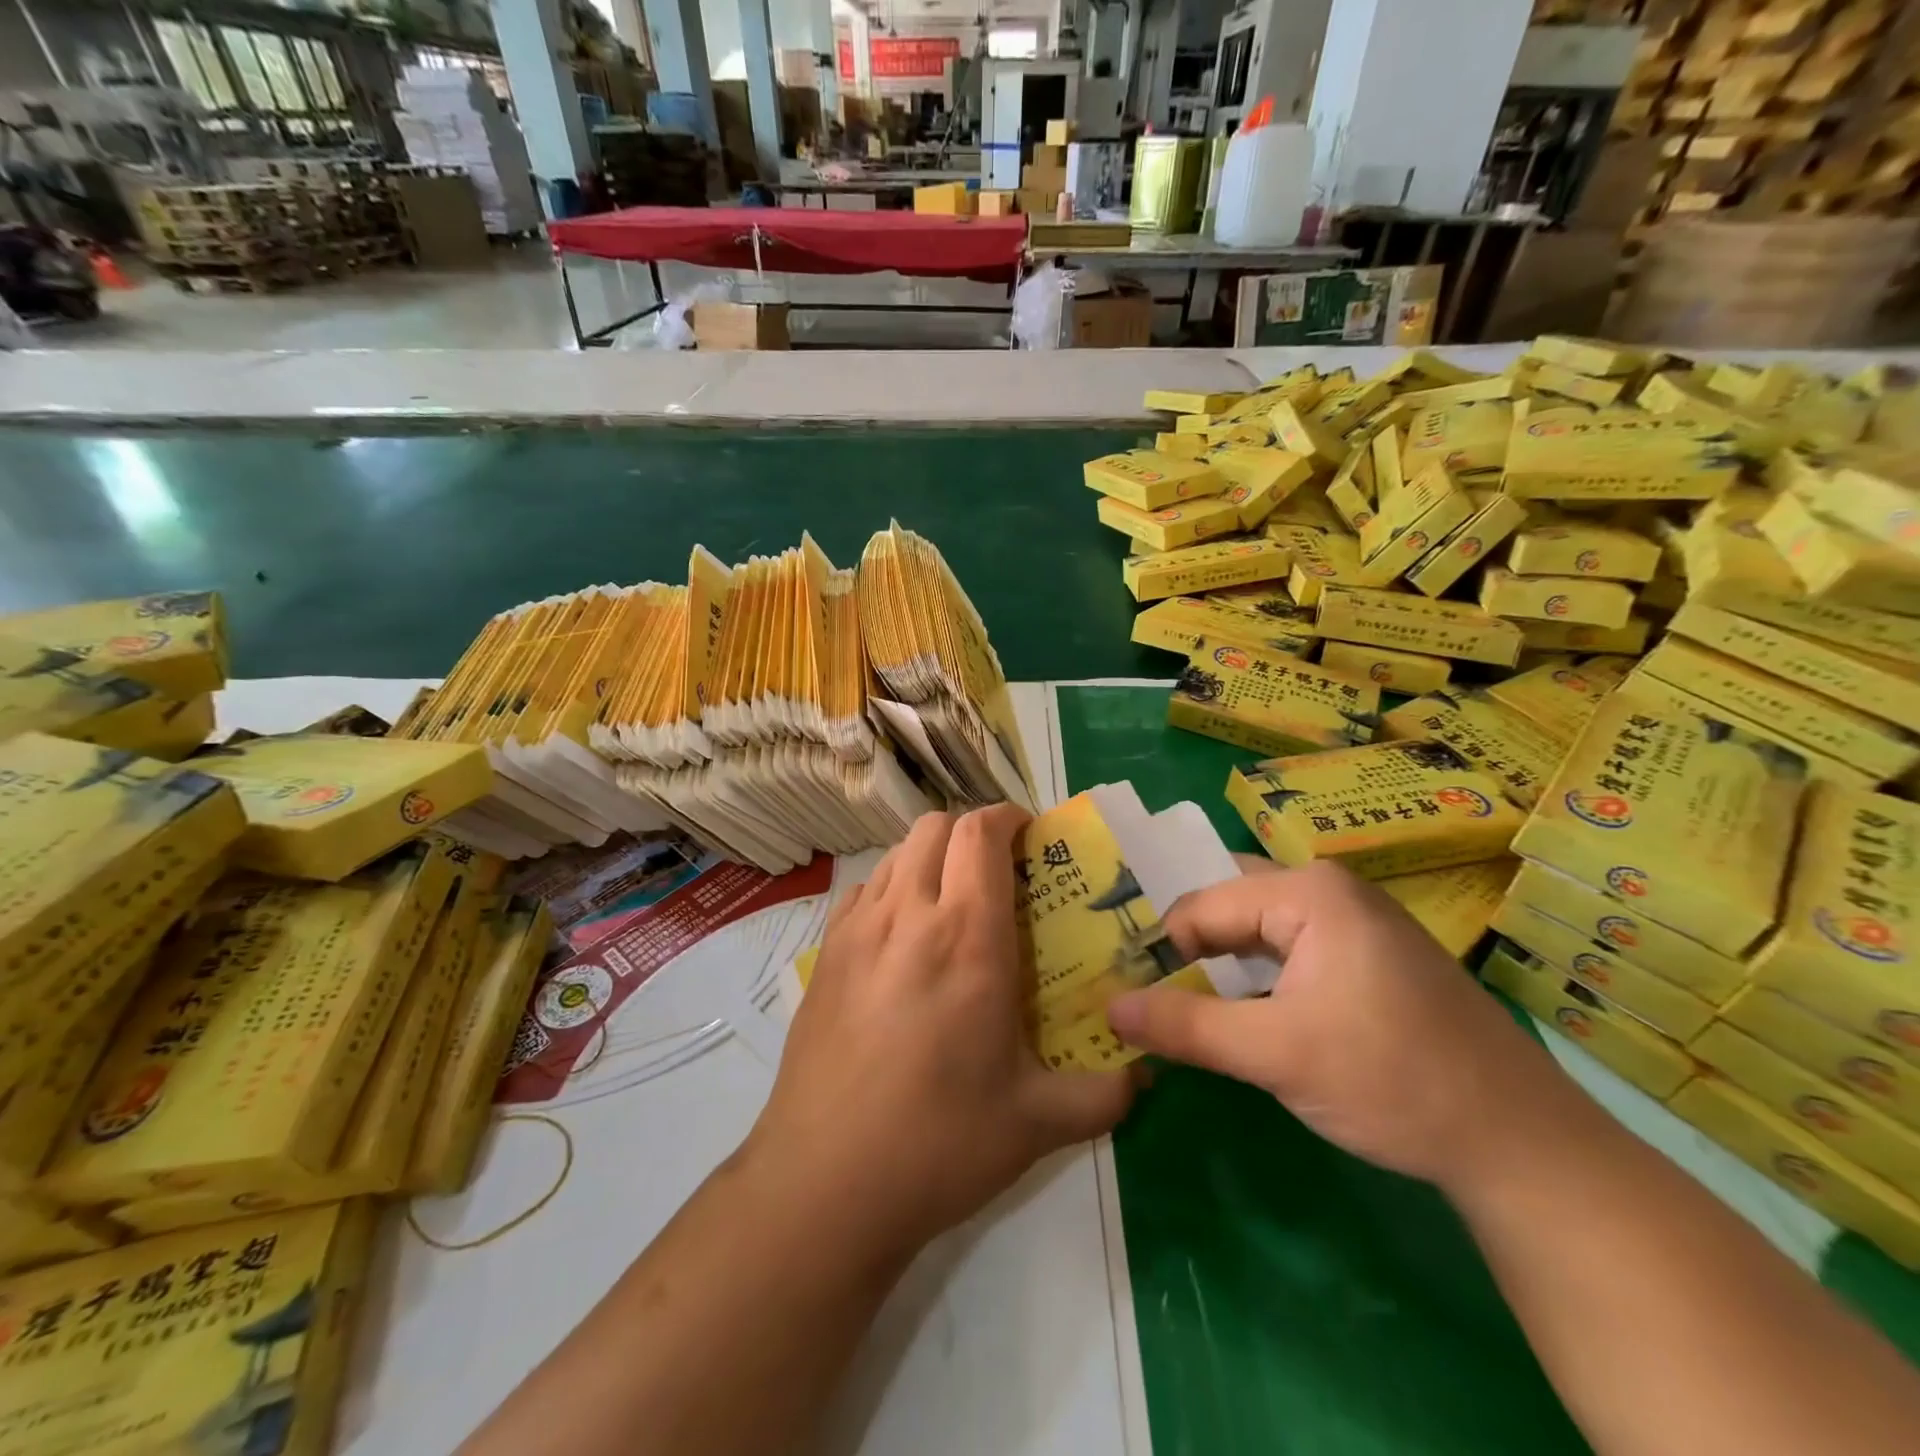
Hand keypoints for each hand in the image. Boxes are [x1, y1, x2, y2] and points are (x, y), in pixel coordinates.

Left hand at [749, 805, 1135, 1259]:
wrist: (823, 1184)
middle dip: (971, 831)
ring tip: (952, 902)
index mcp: (966, 937)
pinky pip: (863, 892)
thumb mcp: (1038, 1123)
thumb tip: (1147, 1074)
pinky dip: (891, 890)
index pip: (981, 834)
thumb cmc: (938, 1144)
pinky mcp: (823, 955)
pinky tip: (902, 941)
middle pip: (935, 827)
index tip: (1031, 835)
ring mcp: (857, 931)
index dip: (1008, 817)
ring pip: (896, 854)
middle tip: (998, 871)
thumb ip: (1106, 1093)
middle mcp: (908, 916)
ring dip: (931, 858)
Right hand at [1107, 859, 1590, 1193]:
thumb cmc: (1393, 1081)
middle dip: (1185, 947)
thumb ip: (1186, 1027)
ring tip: (1176, 1001)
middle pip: (1229, 905)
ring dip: (1217, 964)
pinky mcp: (1367, 957)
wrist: (1523, 1144)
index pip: (1202, 904)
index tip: (1127, 991)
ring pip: (1257, 929)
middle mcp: (1329, 890)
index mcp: (1308, 892)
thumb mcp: (1277, 1055)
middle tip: (1141, 987)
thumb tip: (1109, 1009)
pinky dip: (1254, 975)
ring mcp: (1353, 921)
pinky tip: (1237, 1009)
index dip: (1160, 949)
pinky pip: (1288, 950)